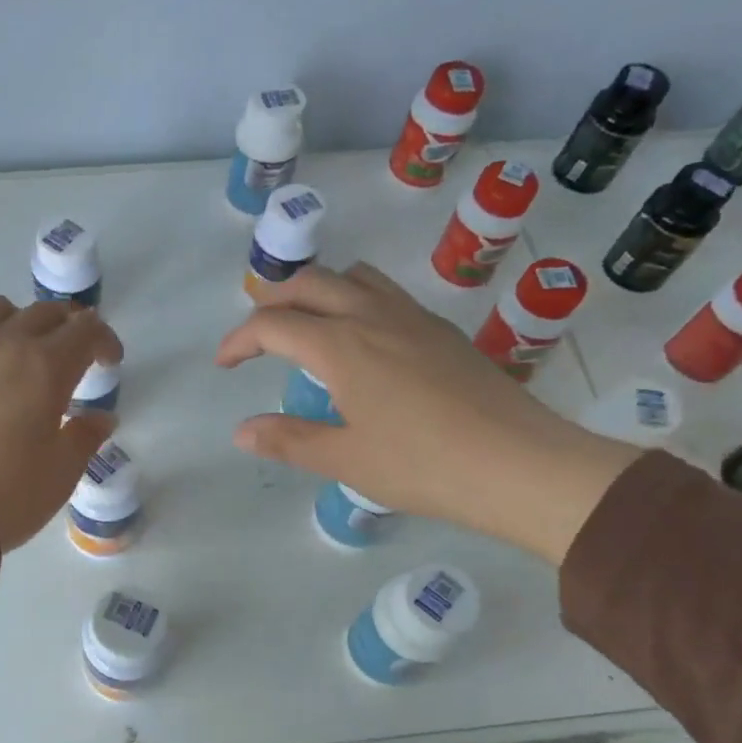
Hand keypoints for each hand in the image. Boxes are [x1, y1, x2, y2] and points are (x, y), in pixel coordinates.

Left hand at [0, 297, 121, 550]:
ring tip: (17, 353)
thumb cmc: (6, 493)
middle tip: (70, 354)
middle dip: (66, 327)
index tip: (108, 362)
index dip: (104, 341)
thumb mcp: (61, 474)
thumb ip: (85, 437)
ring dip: (17, 324)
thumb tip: (100, 418)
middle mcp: (3, 343)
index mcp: (46, 367)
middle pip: (44, 312)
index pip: (87, 330)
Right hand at [218, 264, 638, 562]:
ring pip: (354, 278)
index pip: (274, 324)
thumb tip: (242, 431)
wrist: (517, 463)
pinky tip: (364, 347)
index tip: (224, 365)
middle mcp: (374, 316)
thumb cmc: (421, 464)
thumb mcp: (344, 459)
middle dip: (274, 303)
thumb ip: (288, 440)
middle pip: (311, 283)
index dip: (239, 340)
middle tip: (258, 339)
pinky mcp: (442, 331)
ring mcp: (414, 318)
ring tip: (309, 330)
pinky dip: (356, 304)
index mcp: (342, 345)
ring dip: (320, 292)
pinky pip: (386, 295)